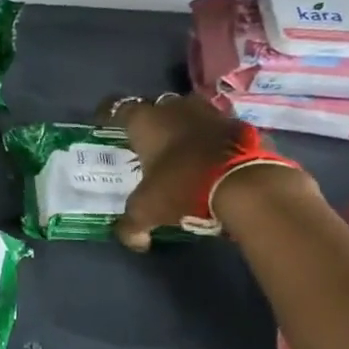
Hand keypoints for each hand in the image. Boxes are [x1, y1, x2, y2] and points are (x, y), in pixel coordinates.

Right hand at [96, 93, 259, 249]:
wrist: (244, 184)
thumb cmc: (181, 187)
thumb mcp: (146, 211)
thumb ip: (132, 226)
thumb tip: (135, 241)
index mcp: (145, 121)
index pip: (118, 107)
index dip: (108, 115)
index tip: (104, 124)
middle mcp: (175, 108)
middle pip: (156, 106)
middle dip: (150, 121)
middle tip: (145, 142)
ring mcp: (210, 112)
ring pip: (188, 113)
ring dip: (182, 127)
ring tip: (178, 149)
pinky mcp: (239, 124)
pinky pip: (216, 128)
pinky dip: (209, 140)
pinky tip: (207, 159)